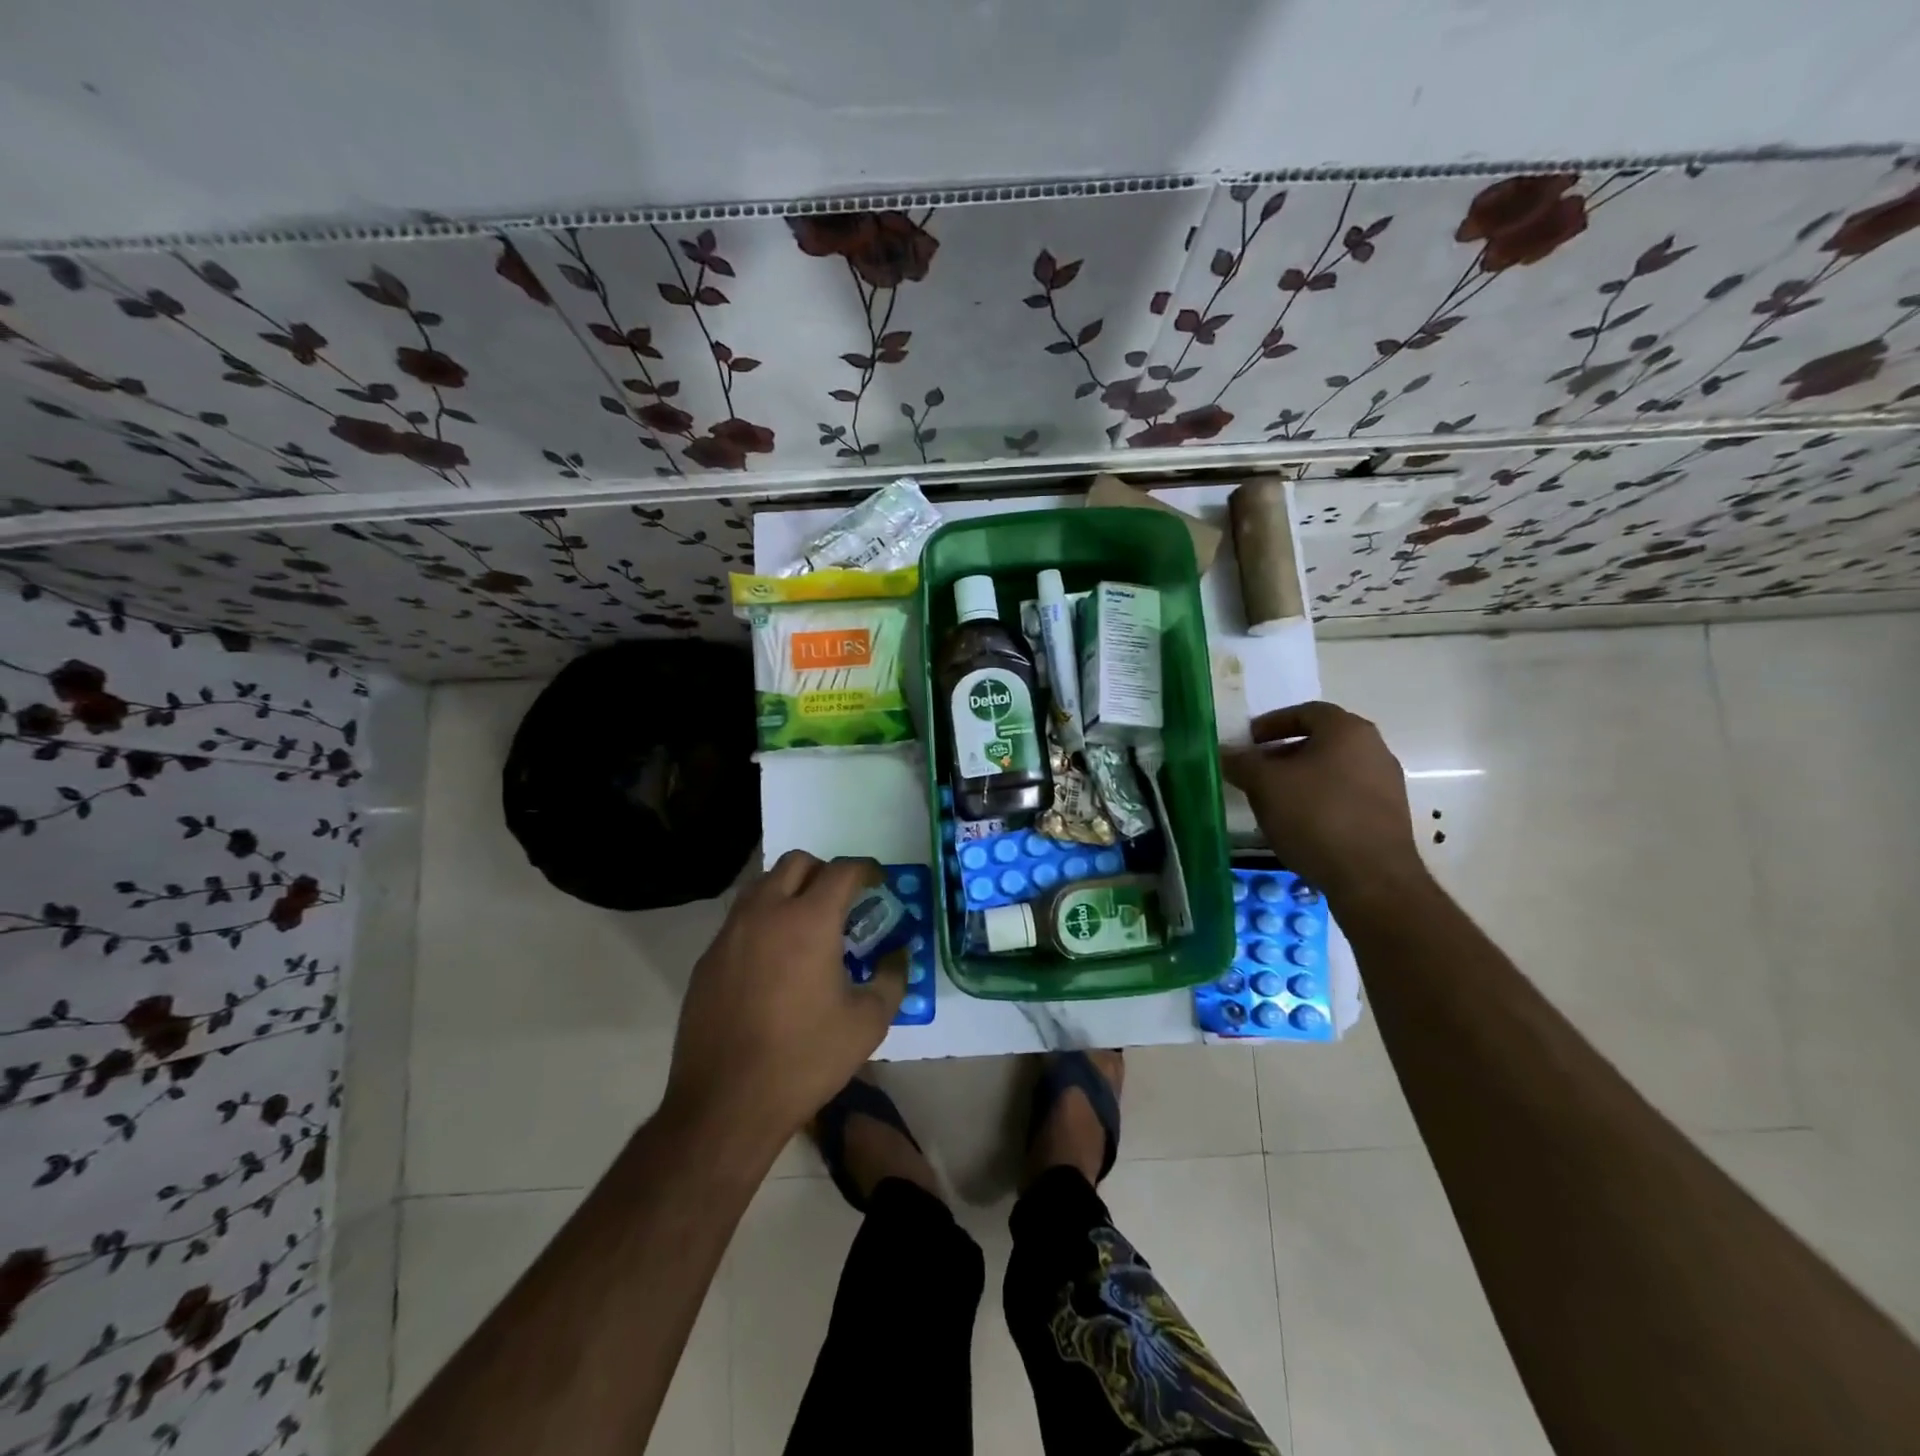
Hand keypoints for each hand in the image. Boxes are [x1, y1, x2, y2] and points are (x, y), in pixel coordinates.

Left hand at [664, 852, 904, 1145]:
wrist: (725, 1103)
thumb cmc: (805, 1059)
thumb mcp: (867, 1023)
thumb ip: (891, 978)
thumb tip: (898, 954)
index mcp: (810, 921)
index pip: (842, 871)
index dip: (866, 870)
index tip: (878, 882)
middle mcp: (766, 913)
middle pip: (796, 862)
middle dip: (824, 871)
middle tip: (841, 901)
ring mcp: (730, 933)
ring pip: (762, 884)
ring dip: (789, 889)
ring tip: (805, 924)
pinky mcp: (708, 958)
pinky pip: (739, 919)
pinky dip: (762, 920)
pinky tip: (773, 960)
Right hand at [1222, 700, 1424, 901]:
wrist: (1371, 878)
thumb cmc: (1315, 816)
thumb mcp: (1265, 784)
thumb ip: (1242, 762)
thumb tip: (1225, 752)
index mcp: (1347, 731)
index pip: (1306, 712)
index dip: (1272, 723)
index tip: (1248, 741)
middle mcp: (1374, 749)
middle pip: (1321, 741)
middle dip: (1284, 753)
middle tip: (1255, 770)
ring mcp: (1386, 784)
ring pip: (1333, 770)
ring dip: (1300, 779)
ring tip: (1272, 800)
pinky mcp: (1387, 817)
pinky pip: (1345, 796)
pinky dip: (1319, 801)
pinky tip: (1298, 823)